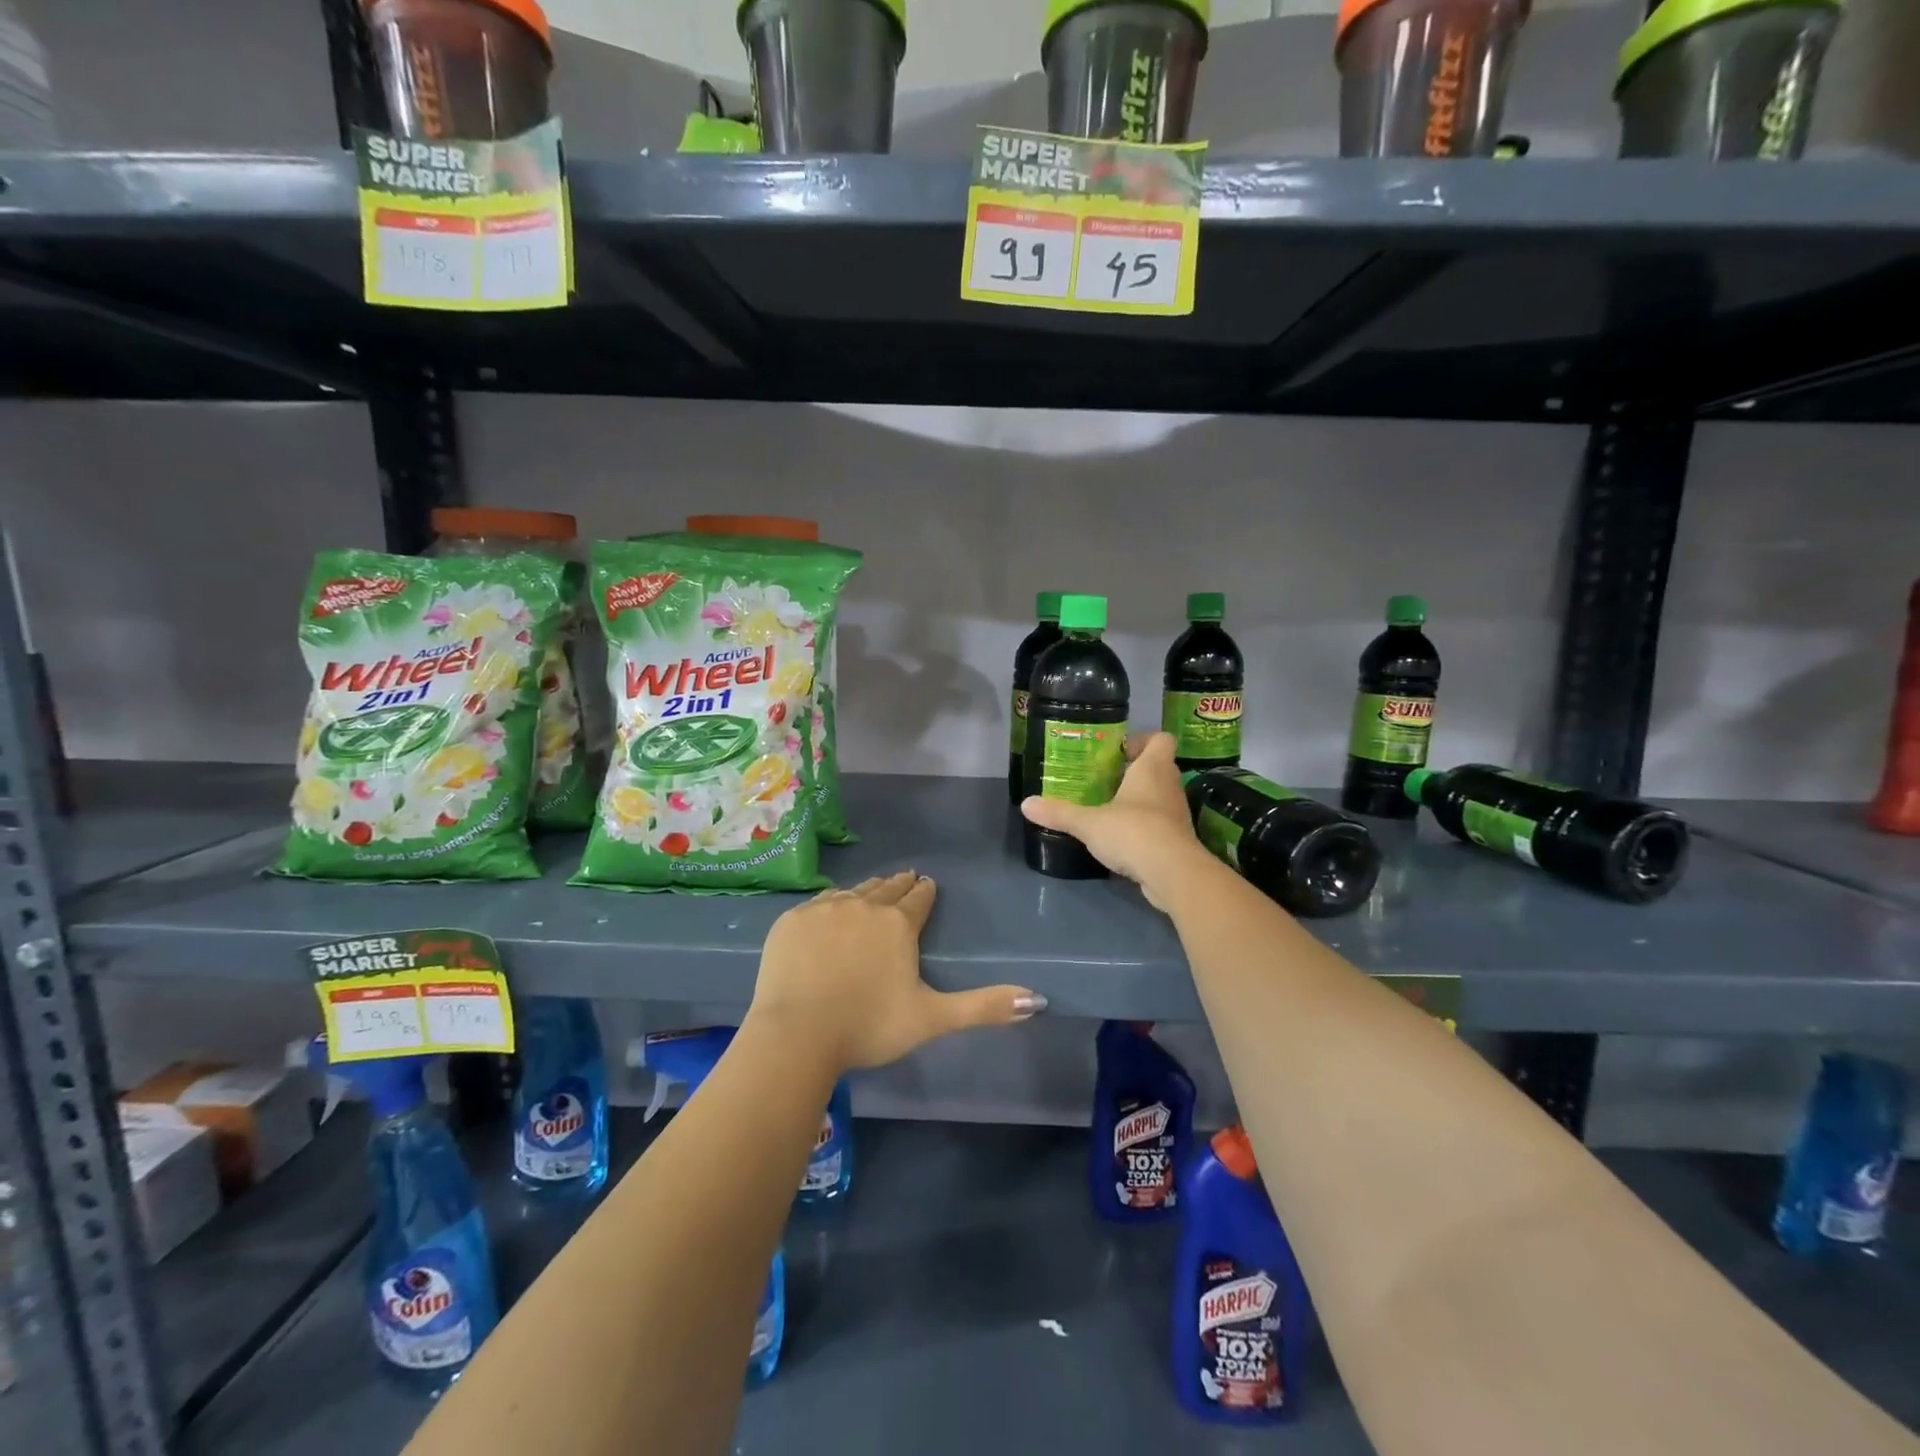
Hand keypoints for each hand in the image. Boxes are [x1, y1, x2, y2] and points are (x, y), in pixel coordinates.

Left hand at [746, 870, 1045, 1073]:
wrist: (797, 1034)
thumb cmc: (869, 1026)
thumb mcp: (932, 1018)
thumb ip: (984, 1006)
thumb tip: (1038, 999)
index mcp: (898, 924)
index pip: (919, 898)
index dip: (925, 892)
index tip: (927, 884)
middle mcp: (863, 905)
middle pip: (886, 888)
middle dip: (898, 885)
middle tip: (904, 879)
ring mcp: (824, 909)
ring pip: (852, 891)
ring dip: (866, 891)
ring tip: (871, 891)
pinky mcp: (792, 921)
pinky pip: (818, 902)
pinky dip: (830, 903)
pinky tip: (830, 909)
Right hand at [1020, 732, 1212, 910]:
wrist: (1173, 873)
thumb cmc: (1133, 832)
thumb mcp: (1089, 822)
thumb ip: (1059, 812)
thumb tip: (1026, 804)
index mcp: (1152, 768)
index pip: (1161, 739)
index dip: (1142, 741)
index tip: (1118, 752)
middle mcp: (1169, 785)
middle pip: (1158, 767)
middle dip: (1133, 771)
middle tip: (1104, 780)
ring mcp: (1177, 814)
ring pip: (1160, 796)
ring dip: (1139, 800)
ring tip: (1109, 808)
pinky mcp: (1178, 840)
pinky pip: (1161, 823)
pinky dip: (1144, 826)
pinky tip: (1121, 838)